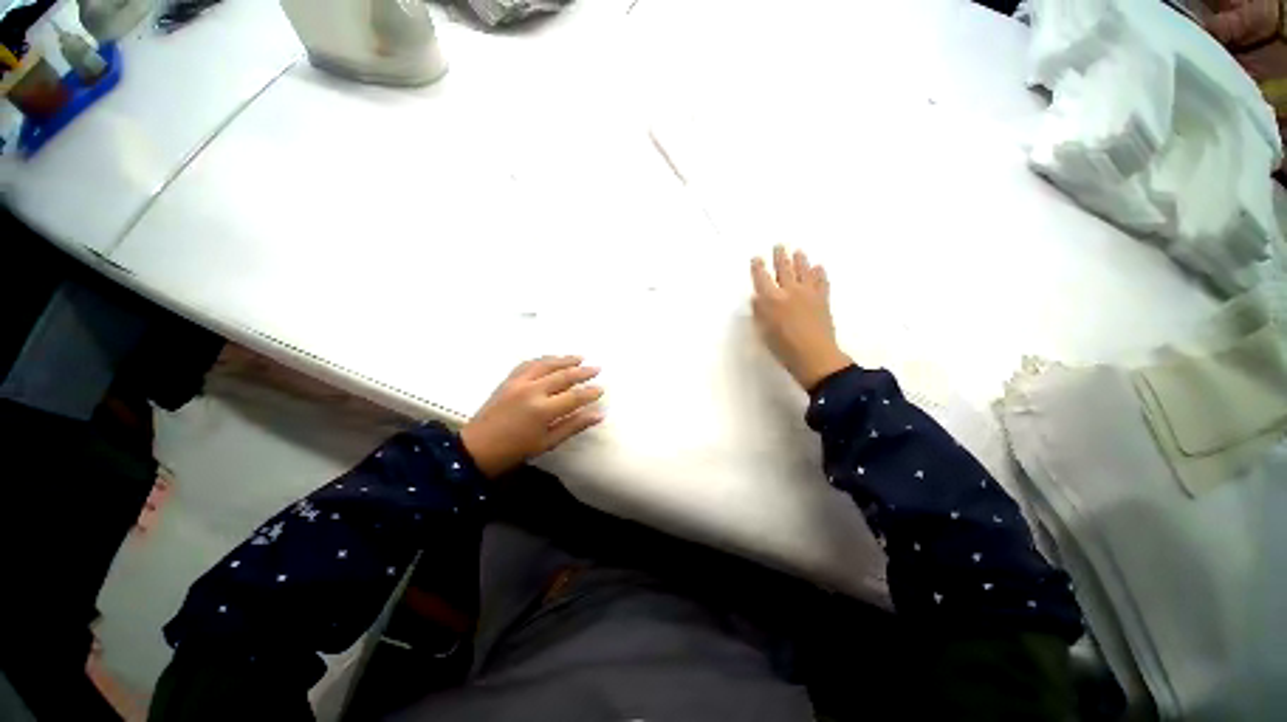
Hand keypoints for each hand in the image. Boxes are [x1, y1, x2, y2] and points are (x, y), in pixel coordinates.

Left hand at [461, 356, 603, 477]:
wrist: (477, 448)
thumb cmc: (515, 450)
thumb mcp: (548, 442)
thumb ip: (574, 425)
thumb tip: (598, 414)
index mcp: (543, 410)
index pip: (574, 396)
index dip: (590, 392)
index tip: (601, 388)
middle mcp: (532, 391)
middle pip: (563, 375)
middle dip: (582, 371)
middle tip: (596, 368)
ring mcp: (518, 382)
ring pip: (546, 364)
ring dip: (565, 359)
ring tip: (579, 358)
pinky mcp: (508, 380)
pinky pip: (529, 363)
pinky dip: (543, 359)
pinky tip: (552, 359)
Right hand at [751, 245, 852, 390]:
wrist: (815, 356)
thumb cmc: (783, 348)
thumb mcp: (764, 331)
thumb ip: (759, 312)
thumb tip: (757, 298)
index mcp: (772, 299)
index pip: (762, 278)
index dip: (758, 268)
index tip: (756, 258)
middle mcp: (790, 291)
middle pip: (784, 269)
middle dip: (780, 257)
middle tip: (779, 246)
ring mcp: (809, 293)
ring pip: (804, 271)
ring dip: (800, 260)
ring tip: (798, 252)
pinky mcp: (823, 299)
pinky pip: (821, 281)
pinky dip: (819, 273)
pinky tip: (818, 267)